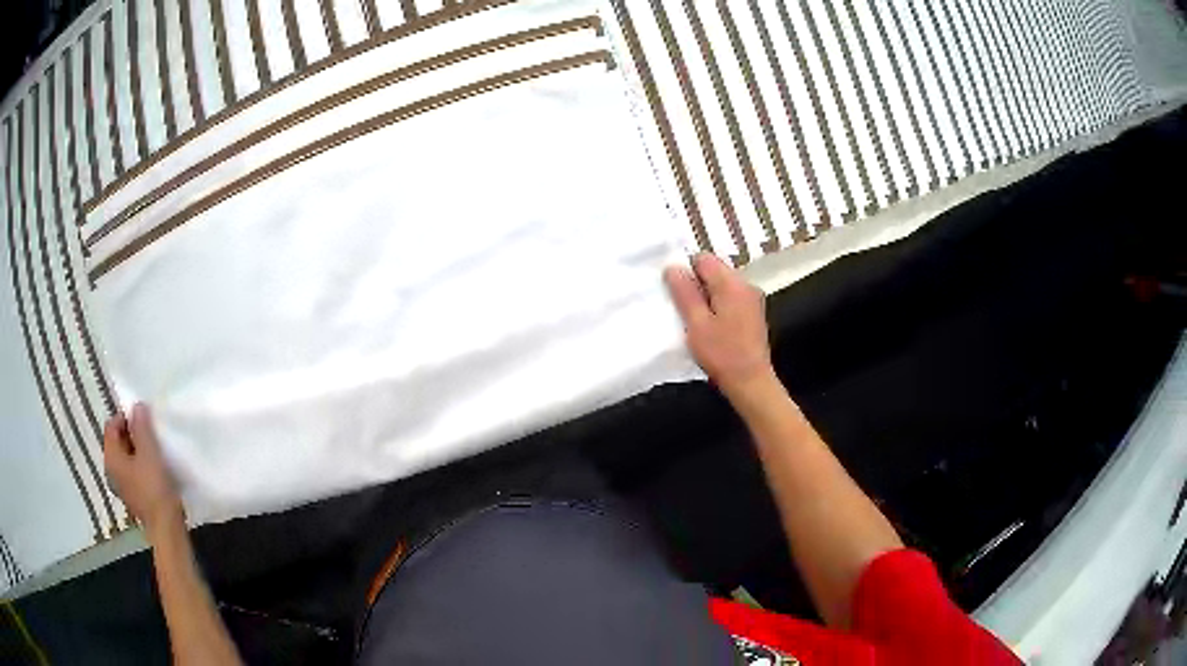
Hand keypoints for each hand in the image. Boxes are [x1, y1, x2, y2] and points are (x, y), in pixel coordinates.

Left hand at [104, 403, 183, 533]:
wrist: (166, 527)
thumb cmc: (155, 487)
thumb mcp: (150, 452)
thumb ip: (142, 427)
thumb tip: (137, 406)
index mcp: (110, 458)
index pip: (111, 426)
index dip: (125, 418)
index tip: (143, 421)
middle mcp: (111, 470)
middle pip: (117, 441)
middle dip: (132, 434)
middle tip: (150, 435)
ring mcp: (121, 486)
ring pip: (125, 457)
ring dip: (137, 450)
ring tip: (154, 452)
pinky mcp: (132, 496)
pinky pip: (132, 472)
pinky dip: (140, 466)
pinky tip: (154, 470)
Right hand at [664, 253, 774, 401]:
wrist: (751, 381)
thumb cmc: (721, 354)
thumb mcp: (696, 323)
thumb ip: (684, 293)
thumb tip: (673, 267)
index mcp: (731, 283)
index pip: (703, 259)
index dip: (686, 271)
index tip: (677, 294)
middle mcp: (745, 284)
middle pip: (714, 270)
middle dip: (697, 284)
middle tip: (685, 310)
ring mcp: (752, 298)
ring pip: (722, 284)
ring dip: (707, 296)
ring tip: (697, 320)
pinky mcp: (753, 312)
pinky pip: (731, 297)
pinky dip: (718, 305)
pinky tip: (712, 326)